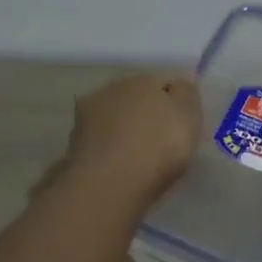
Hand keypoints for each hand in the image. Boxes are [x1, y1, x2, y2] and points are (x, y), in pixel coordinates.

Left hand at [65, 73, 200, 207]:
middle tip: (159, 140)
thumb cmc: (159, 146)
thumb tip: (181, 80)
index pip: (163, 83)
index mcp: (142, 79)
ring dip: (122, 129)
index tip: (181, 125)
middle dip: (145, 113)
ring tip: (135, 155)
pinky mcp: (73, 143)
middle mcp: (111, 89)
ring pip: (113, 118)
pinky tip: (116, 164)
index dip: (174, 102)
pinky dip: (107, 148)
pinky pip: (99, 141)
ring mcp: (86, 115)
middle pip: (134, 98)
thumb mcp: (188, 117)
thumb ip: (187, 94)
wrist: (111, 182)